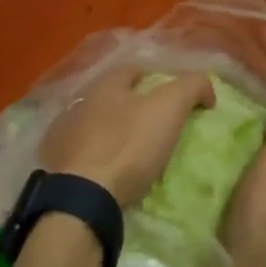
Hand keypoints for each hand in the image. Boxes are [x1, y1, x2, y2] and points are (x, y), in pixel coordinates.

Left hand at [40, 67, 214, 207]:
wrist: (83, 196)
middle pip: (115, 97)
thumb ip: (191, 87)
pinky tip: (113, 168)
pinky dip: (101, 155)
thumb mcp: (169, 108)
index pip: (136, 70)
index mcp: (105, 84)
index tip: (179, 100)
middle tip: (161, 126)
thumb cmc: (128, 145)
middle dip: (136, 106)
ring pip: (98, 124)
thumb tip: (206, 89)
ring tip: (138, 151)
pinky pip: (86, 152)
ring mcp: (65, 134)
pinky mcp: (59, 163)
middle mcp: (80, 102)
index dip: (160, 80)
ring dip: (116, 131)